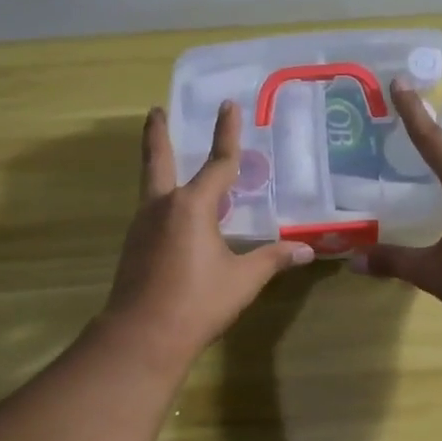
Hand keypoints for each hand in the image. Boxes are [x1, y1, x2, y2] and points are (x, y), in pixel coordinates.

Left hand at [103, 102, 313, 364]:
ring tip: (169, 159)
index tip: (228, 104)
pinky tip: (173, 214)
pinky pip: (151, 211)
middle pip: (158, 159)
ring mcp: (142, 226)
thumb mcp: (244, 280)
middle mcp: (162, 206)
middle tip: (156, 110)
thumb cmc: (198, 302)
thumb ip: (273, 259)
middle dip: (158, 133)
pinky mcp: (134, 247)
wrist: (142, 336)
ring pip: (151, 185)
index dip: (226, 133)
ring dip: (158, 166)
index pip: (217, 162)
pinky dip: (162, 200)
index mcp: (192, 206)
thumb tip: (308, 250)